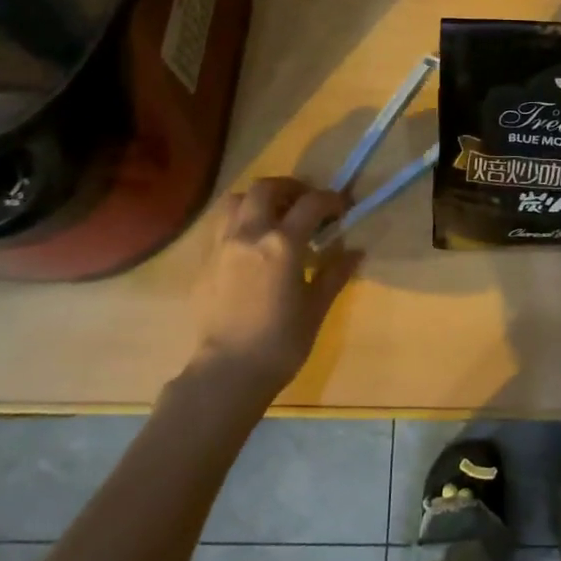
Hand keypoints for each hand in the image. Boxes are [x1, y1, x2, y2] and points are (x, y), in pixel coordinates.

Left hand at [188, 177, 360, 396]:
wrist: (227, 373)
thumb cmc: (280, 342)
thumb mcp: (316, 307)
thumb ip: (335, 272)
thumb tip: (355, 251)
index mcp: (282, 243)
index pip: (311, 203)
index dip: (331, 199)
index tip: (342, 208)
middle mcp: (249, 233)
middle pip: (266, 188)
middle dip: (290, 187)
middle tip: (306, 203)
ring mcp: (222, 245)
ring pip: (236, 200)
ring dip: (258, 199)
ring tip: (273, 216)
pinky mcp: (204, 262)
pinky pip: (221, 225)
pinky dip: (239, 221)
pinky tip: (251, 244)